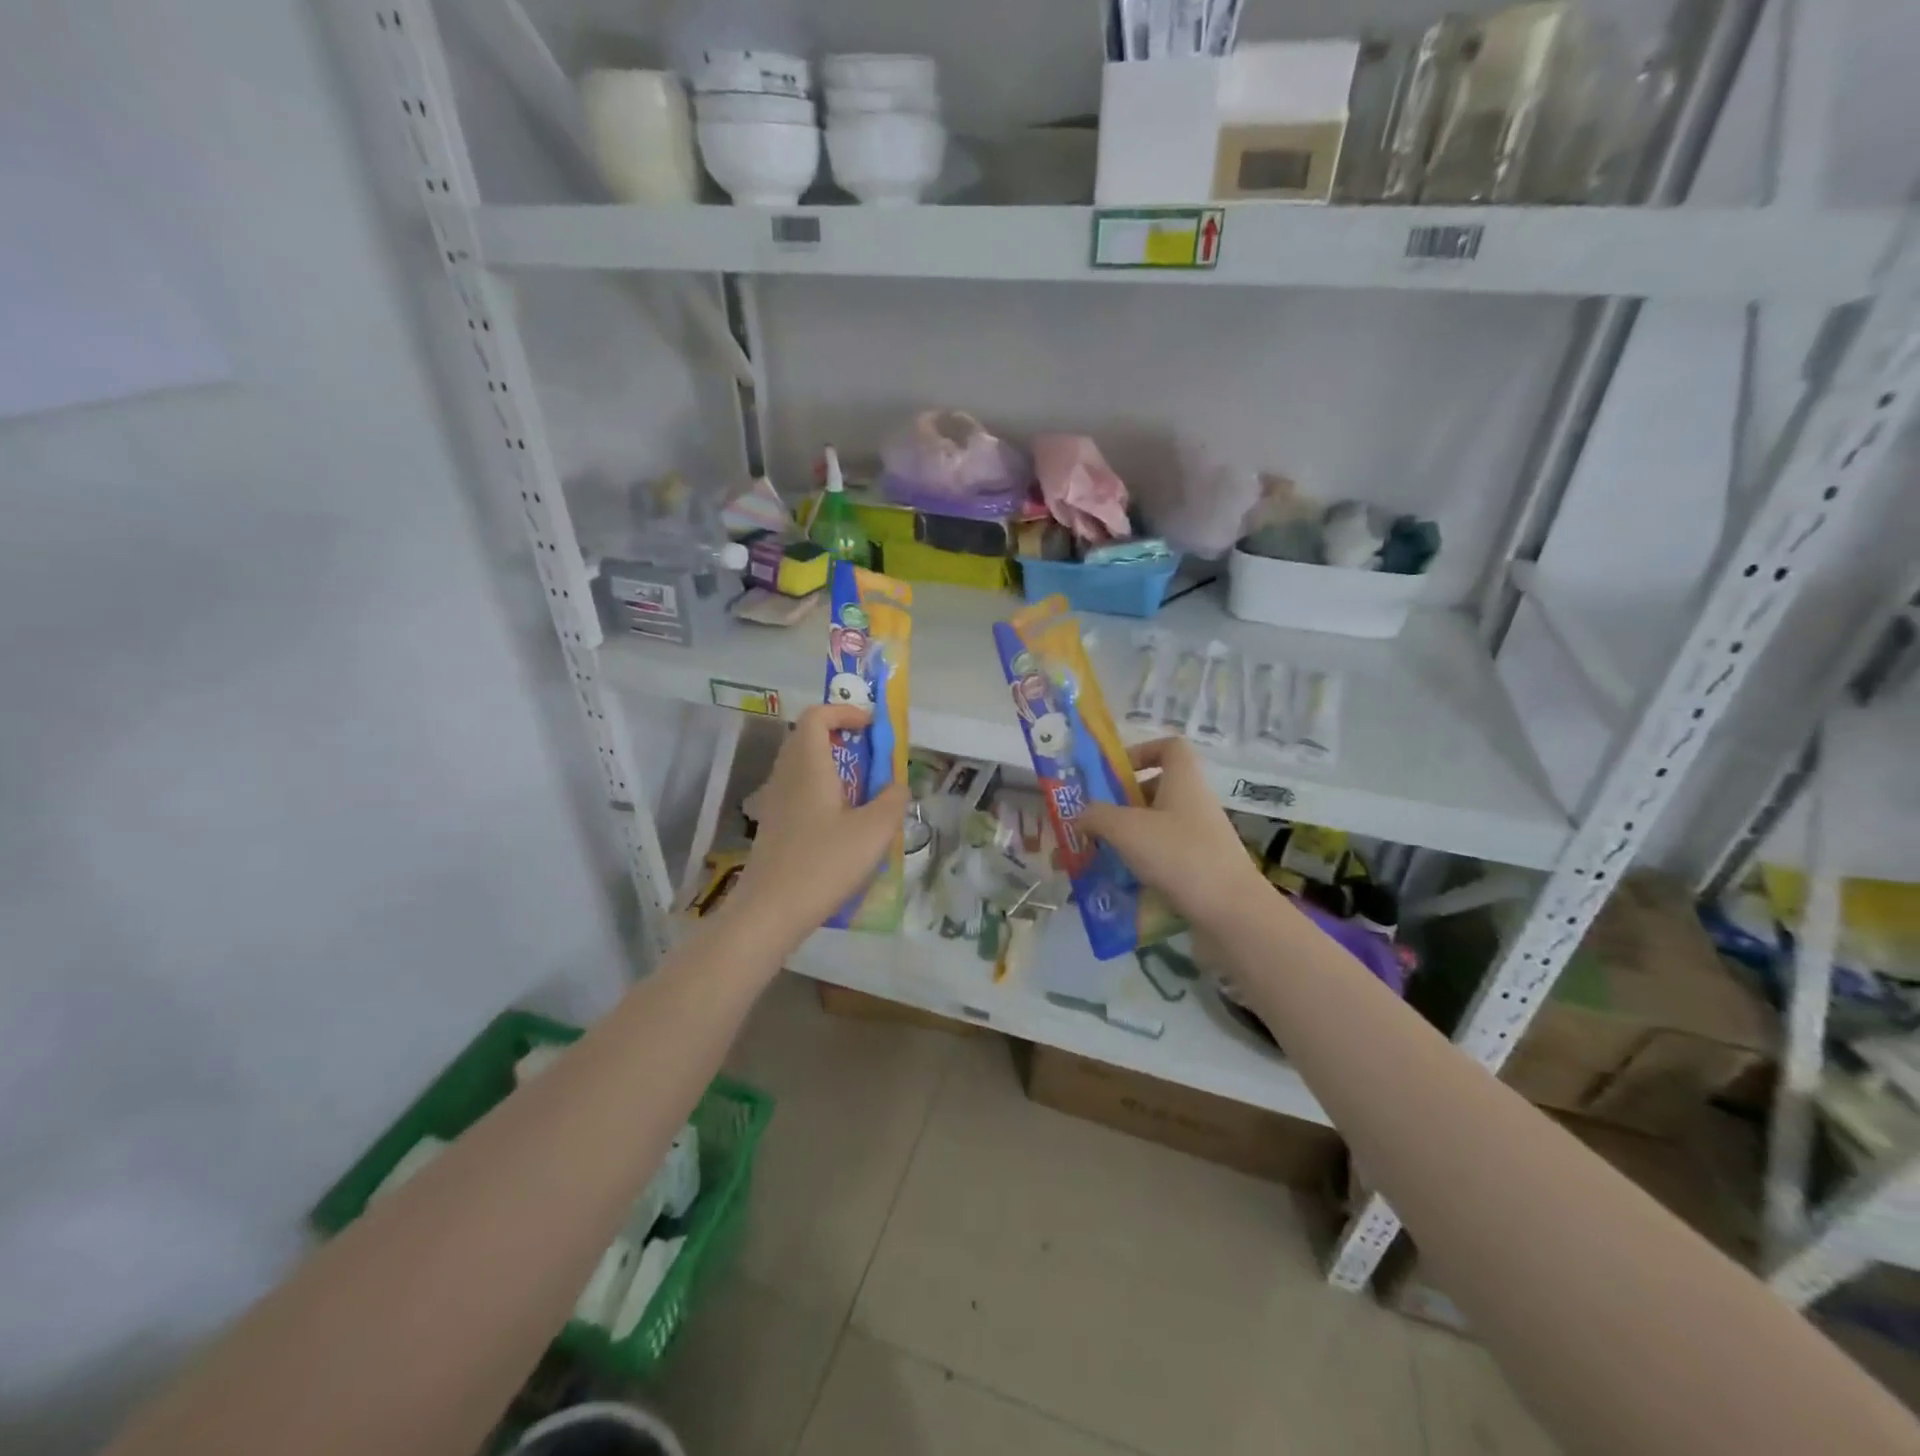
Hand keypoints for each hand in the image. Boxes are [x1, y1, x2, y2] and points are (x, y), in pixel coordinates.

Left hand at [727, 704, 907, 951]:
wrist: (770, 911)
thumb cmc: (824, 863)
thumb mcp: (874, 831)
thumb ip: (893, 800)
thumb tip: (899, 785)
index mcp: (808, 764)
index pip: (817, 716)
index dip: (844, 711)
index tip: (872, 726)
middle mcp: (787, 775)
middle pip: (808, 737)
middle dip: (842, 738)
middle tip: (873, 756)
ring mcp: (776, 801)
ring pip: (803, 766)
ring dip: (834, 766)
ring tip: (864, 790)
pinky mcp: (774, 825)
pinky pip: (800, 791)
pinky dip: (823, 791)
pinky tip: (844, 823)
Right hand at [1080, 738, 1269, 928]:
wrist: (1231, 913)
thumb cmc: (1179, 856)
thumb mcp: (1126, 829)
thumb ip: (1096, 815)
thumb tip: (1081, 815)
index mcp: (1184, 781)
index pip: (1170, 747)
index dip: (1142, 751)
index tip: (1114, 772)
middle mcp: (1195, 804)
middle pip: (1157, 790)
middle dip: (1122, 803)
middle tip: (1093, 820)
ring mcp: (1201, 839)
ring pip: (1157, 828)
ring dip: (1127, 838)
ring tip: (1097, 855)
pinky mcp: (1201, 871)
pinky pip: (1164, 859)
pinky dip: (1141, 866)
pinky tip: (1118, 884)